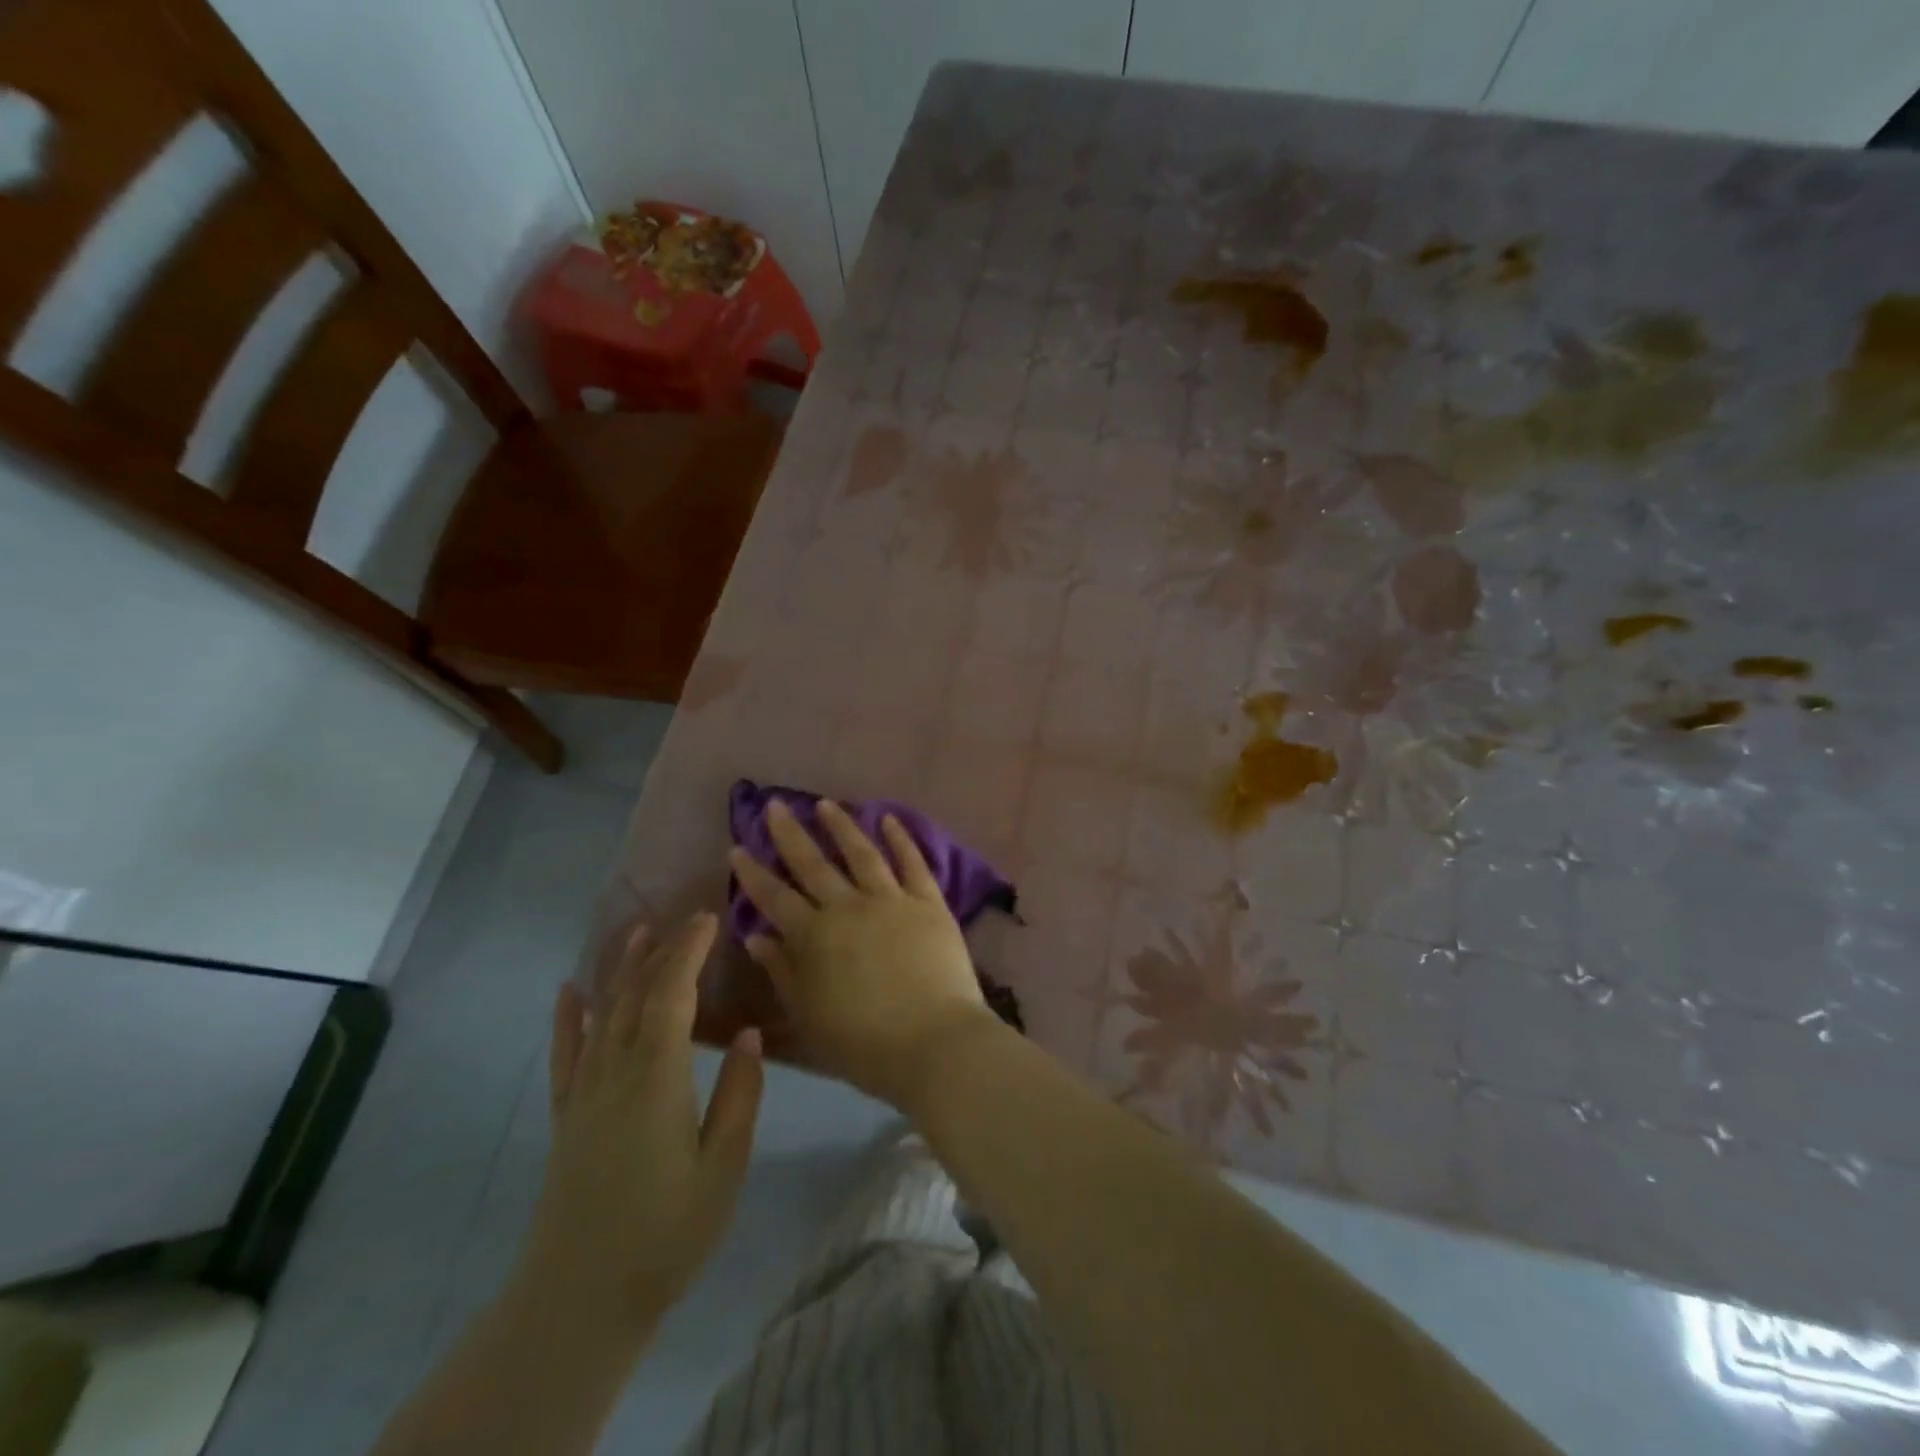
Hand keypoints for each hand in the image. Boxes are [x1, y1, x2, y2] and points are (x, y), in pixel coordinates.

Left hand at [513, 914, 762, 1341]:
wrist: (578, 1300)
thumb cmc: (666, 1234)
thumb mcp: (724, 1167)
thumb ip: (739, 1096)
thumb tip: (747, 1034)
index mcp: (657, 1078)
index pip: (672, 995)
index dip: (689, 951)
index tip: (709, 918)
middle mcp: (615, 1072)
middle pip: (637, 995)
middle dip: (662, 951)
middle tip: (686, 917)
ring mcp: (585, 1093)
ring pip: (603, 1014)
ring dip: (621, 969)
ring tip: (637, 931)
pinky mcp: (566, 1116)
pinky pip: (566, 1054)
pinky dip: (568, 1018)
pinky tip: (570, 991)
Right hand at [728, 800, 998, 1108]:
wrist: (933, 1043)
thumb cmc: (863, 1043)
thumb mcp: (809, 1016)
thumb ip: (782, 971)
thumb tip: (756, 935)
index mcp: (815, 937)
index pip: (775, 897)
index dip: (754, 873)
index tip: (738, 846)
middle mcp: (848, 907)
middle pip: (813, 864)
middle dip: (790, 834)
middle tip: (775, 805)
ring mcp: (891, 900)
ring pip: (861, 853)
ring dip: (841, 825)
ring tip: (824, 804)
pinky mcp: (928, 902)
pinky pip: (912, 863)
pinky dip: (900, 838)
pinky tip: (888, 818)